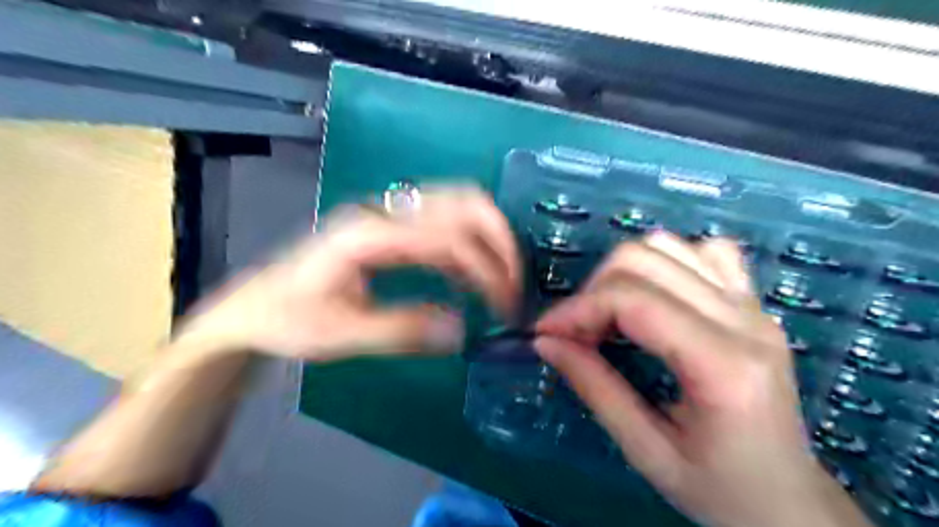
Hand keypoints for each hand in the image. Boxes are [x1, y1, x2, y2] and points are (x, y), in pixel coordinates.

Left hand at [181, 186, 520, 364]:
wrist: (257, 306)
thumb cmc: (290, 319)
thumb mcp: (341, 334)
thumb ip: (401, 330)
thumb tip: (459, 330)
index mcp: (369, 234)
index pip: (448, 238)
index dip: (486, 269)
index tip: (505, 305)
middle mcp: (385, 211)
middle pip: (465, 202)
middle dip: (500, 241)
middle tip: (512, 284)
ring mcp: (389, 211)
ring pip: (461, 202)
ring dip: (490, 235)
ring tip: (500, 278)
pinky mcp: (393, 222)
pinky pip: (447, 218)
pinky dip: (472, 240)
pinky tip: (471, 273)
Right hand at [531, 233, 869, 526]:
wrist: (791, 503)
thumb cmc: (720, 491)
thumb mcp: (646, 451)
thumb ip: (594, 388)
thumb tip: (545, 342)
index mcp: (723, 366)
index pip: (633, 300)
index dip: (577, 309)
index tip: (545, 332)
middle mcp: (745, 321)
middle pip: (646, 260)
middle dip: (594, 289)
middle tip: (577, 332)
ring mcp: (754, 306)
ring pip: (670, 245)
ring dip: (623, 272)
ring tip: (609, 314)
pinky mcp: (754, 304)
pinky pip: (706, 252)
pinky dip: (667, 261)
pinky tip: (656, 295)